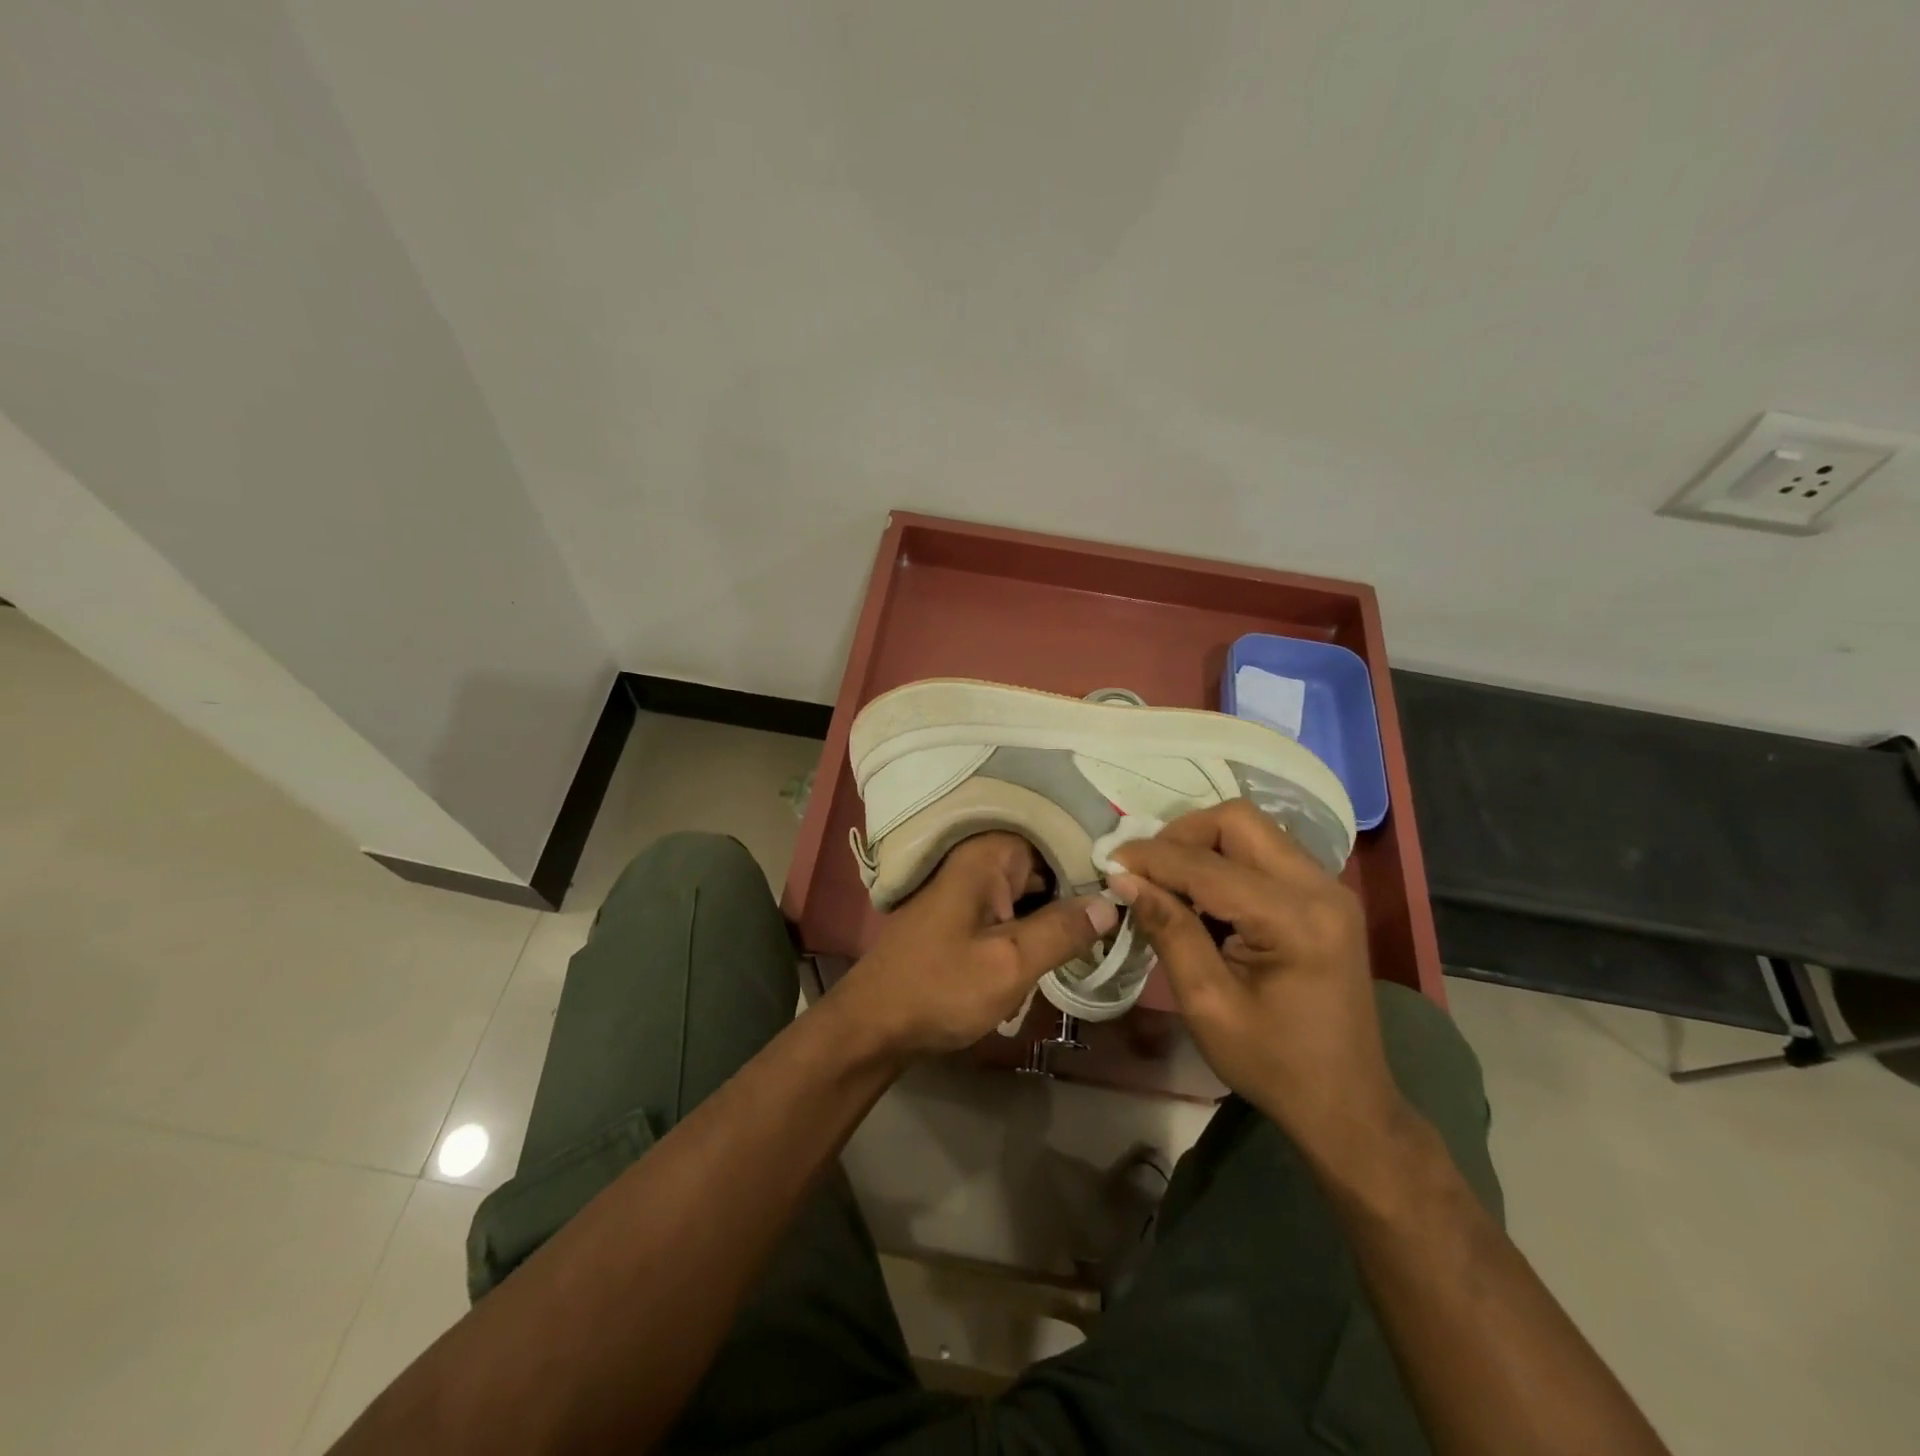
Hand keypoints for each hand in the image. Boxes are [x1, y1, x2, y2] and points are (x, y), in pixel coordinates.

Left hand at [835, 833, 1118, 1055]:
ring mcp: (971, 886)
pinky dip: (1037, 923)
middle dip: (1081, 890)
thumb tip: (1112, 902)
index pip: (1057, 839)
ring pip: (1033, 889)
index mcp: (988, 855)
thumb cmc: (940, 989)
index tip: (1133, 887)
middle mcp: (979, 859)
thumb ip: (1063, 930)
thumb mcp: (1010, 964)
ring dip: (1062, 911)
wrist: (875, 1025)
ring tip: (1107, 933)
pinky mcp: (967, 912)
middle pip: (1046, 863)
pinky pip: (1014, 907)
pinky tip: (1065, 946)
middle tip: (1126, 919)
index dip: (1094, 863)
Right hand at [1109, 801, 1404, 1156]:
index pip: (1207, 865)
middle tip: (1144, 871)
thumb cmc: (1273, 1064)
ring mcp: (1329, 887)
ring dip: (1202, 844)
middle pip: (1238, 820)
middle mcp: (1320, 888)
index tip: (1108, 864)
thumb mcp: (1207, 1004)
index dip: (1151, 858)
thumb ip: (1168, 930)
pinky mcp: (1325, 895)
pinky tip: (1202, 895)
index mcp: (1295, 920)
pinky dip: (1225, 859)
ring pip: (1252, 828)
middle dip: (1181, 836)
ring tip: (1167, 882)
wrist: (1346, 1103)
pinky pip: (1265, 850)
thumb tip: (1124, 879)